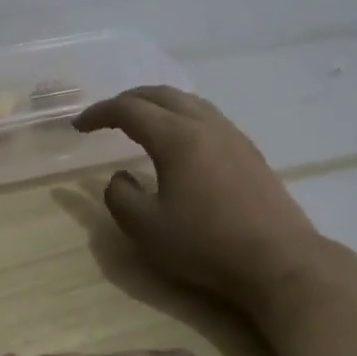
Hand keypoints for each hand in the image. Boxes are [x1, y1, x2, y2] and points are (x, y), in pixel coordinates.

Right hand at [74, 86, 329, 317]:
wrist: (277, 260)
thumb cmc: (205, 245)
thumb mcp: (146, 228)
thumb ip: (120, 197)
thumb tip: (119, 177)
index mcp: (176, 137)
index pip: (129, 109)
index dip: (100, 113)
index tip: (79, 126)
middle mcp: (206, 125)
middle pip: (161, 95)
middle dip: (128, 100)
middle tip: (106, 116)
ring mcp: (233, 136)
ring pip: (189, 102)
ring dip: (158, 105)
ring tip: (141, 122)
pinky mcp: (250, 152)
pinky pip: (208, 118)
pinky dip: (182, 117)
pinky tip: (181, 142)